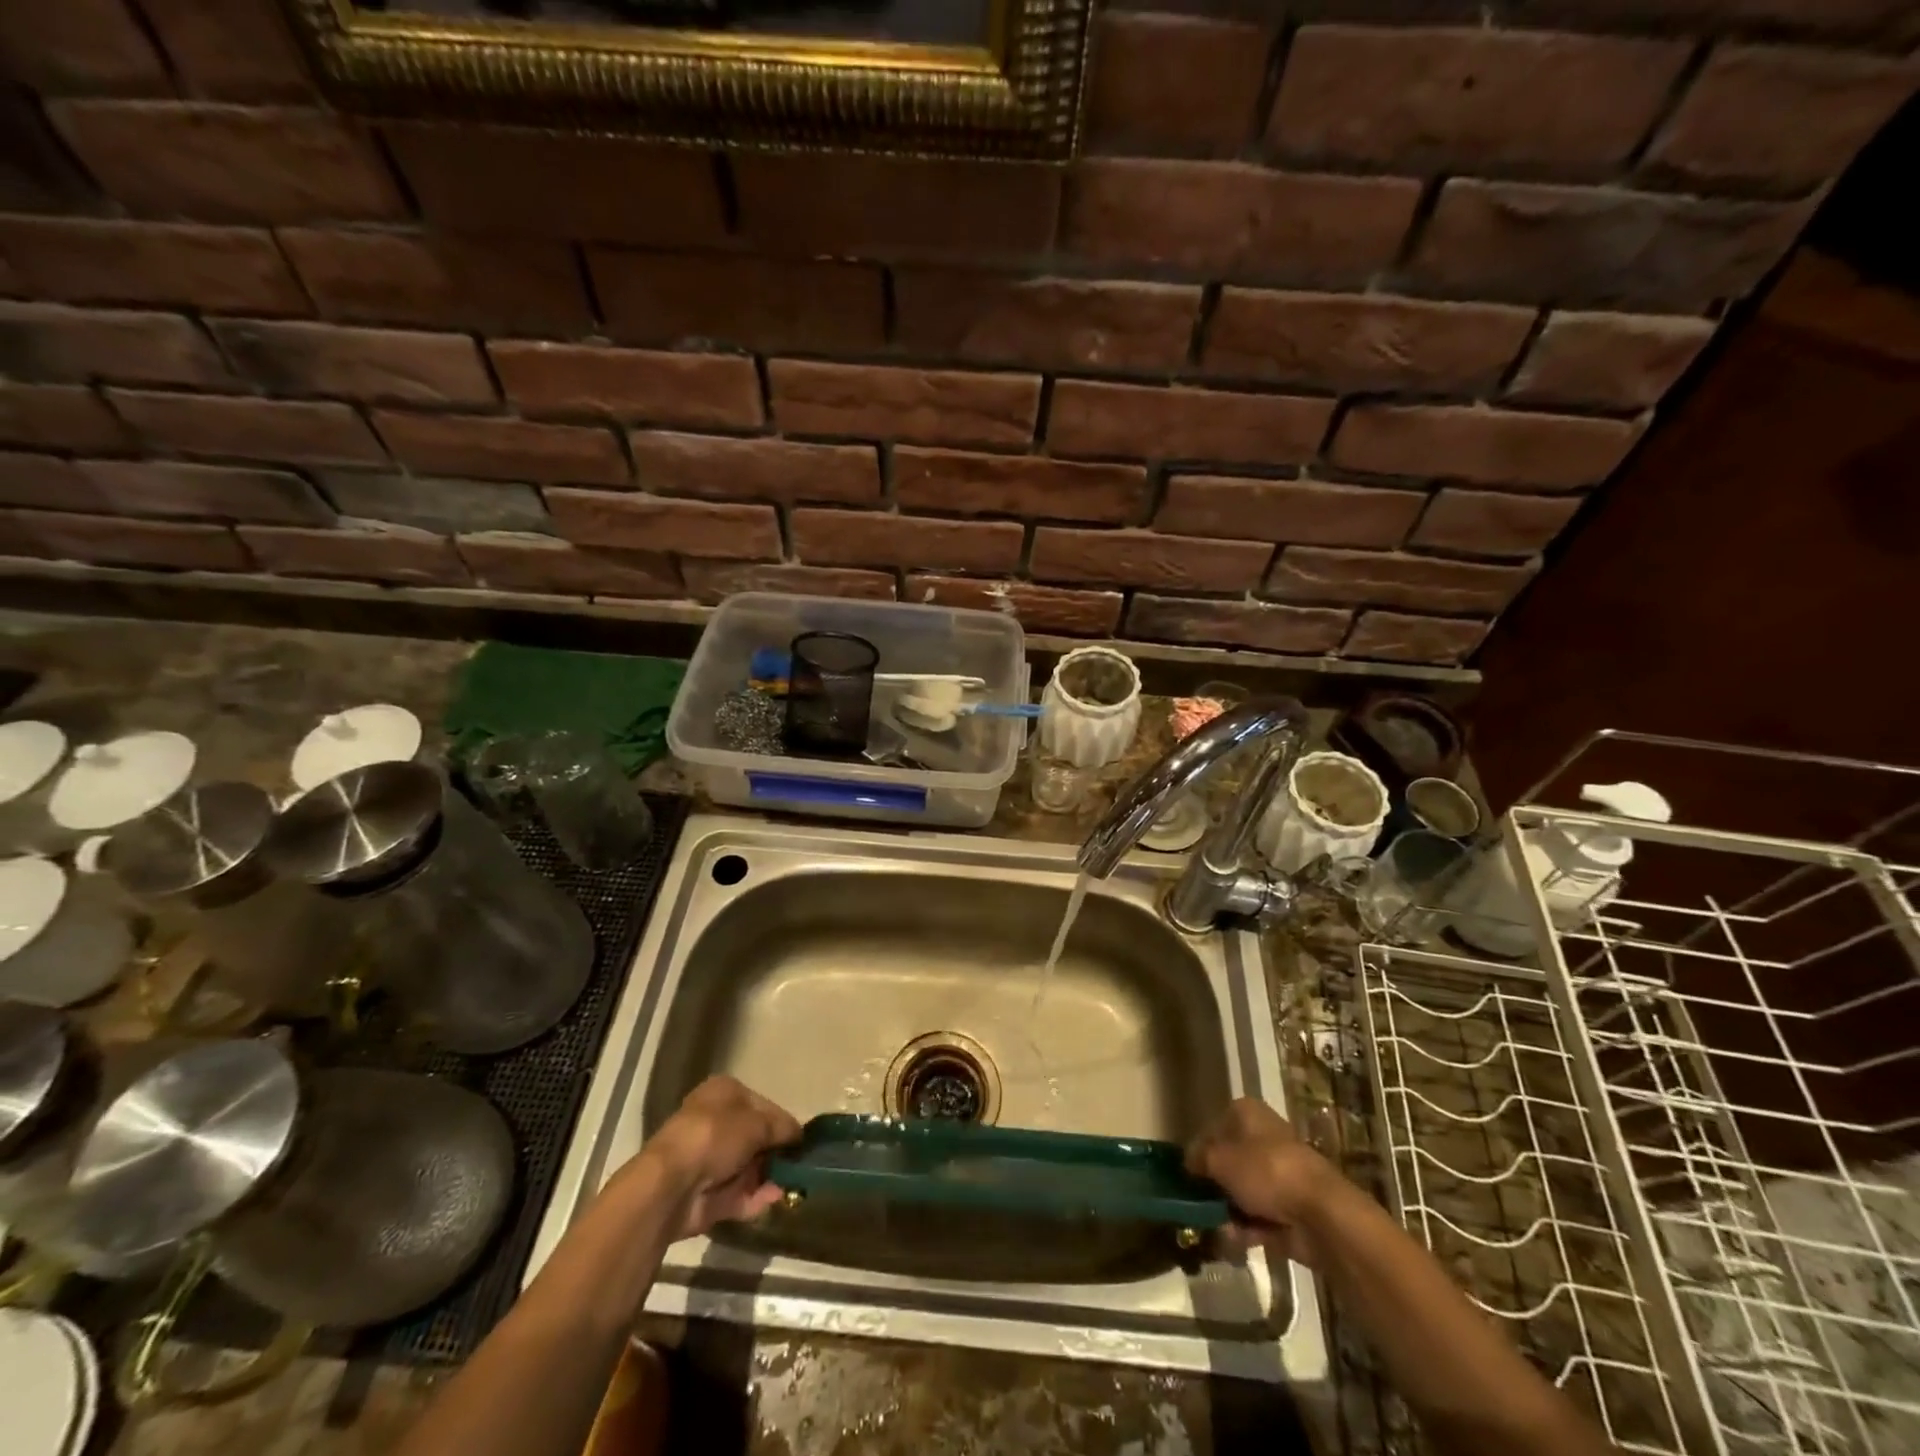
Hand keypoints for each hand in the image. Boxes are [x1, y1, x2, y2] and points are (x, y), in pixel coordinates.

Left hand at [636, 1076, 802, 1238]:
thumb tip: (798, 1135)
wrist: (671, 1185)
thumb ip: (782, 1127)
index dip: (781, 1121)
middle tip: (798, 1166)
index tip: (800, 1140)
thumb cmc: (715, 1136)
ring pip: (747, 1167)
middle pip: (754, 1137)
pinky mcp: (705, 1194)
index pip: (761, 1104)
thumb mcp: (758, 1123)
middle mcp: (714, 1122)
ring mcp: (708, 1160)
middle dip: (775, 1153)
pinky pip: (737, 1193)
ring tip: (793, 1186)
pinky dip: (756, 1198)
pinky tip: (774, 1200)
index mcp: (723, 1093)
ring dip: (769, 1177)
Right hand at [1186, 1099, 1341, 1265]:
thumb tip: (1188, 1163)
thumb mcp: (1218, 1160)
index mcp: (1246, 1113)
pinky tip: (1233, 1242)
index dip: (1198, 1152)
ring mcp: (1279, 1174)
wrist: (1321, 1215)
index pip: (1212, 1129)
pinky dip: (1246, 1229)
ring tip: (1216, 1228)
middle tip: (1198, 1206)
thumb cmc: (1265, 1172)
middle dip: (1214, 1187)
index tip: (1187, 1176)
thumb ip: (1197, 1159)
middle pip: (1228, 1162)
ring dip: (1227, 1212)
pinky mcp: (1290, 1207)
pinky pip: (1259, 1216)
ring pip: (1242, 1191)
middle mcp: (1263, 1137)